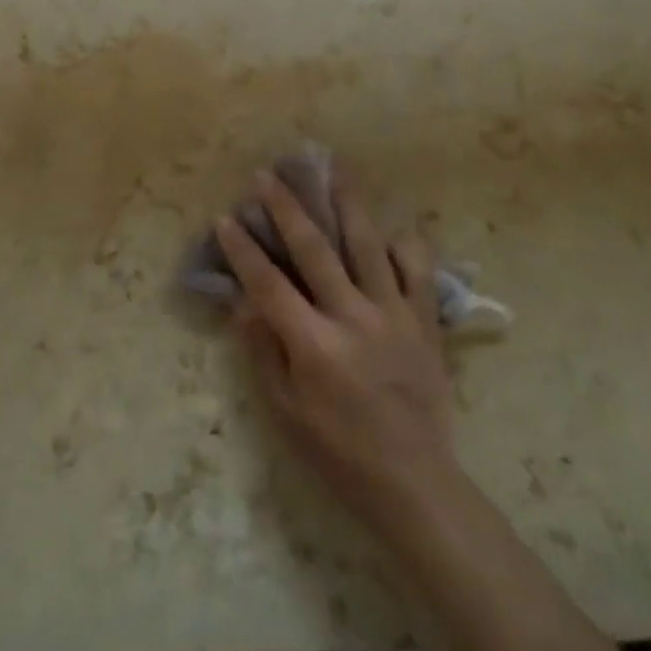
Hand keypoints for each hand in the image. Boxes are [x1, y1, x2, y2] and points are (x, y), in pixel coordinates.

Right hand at [215, 170, 459, 533]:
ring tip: (334, 168)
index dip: (243, 249)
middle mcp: (353, 317)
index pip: (268, 283)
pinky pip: (417, 269)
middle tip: (268, 175)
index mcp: (314, 344)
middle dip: (286, 207)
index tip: (225, 217)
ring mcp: (394, 313)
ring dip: (347, 203)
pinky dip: (404, 244)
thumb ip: (264, 352)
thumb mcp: (286, 414)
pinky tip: (392, 226)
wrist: (414, 481)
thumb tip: (243, 302)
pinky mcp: (424, 319)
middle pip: (314, 248)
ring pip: (367, 244)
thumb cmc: (339, 452)